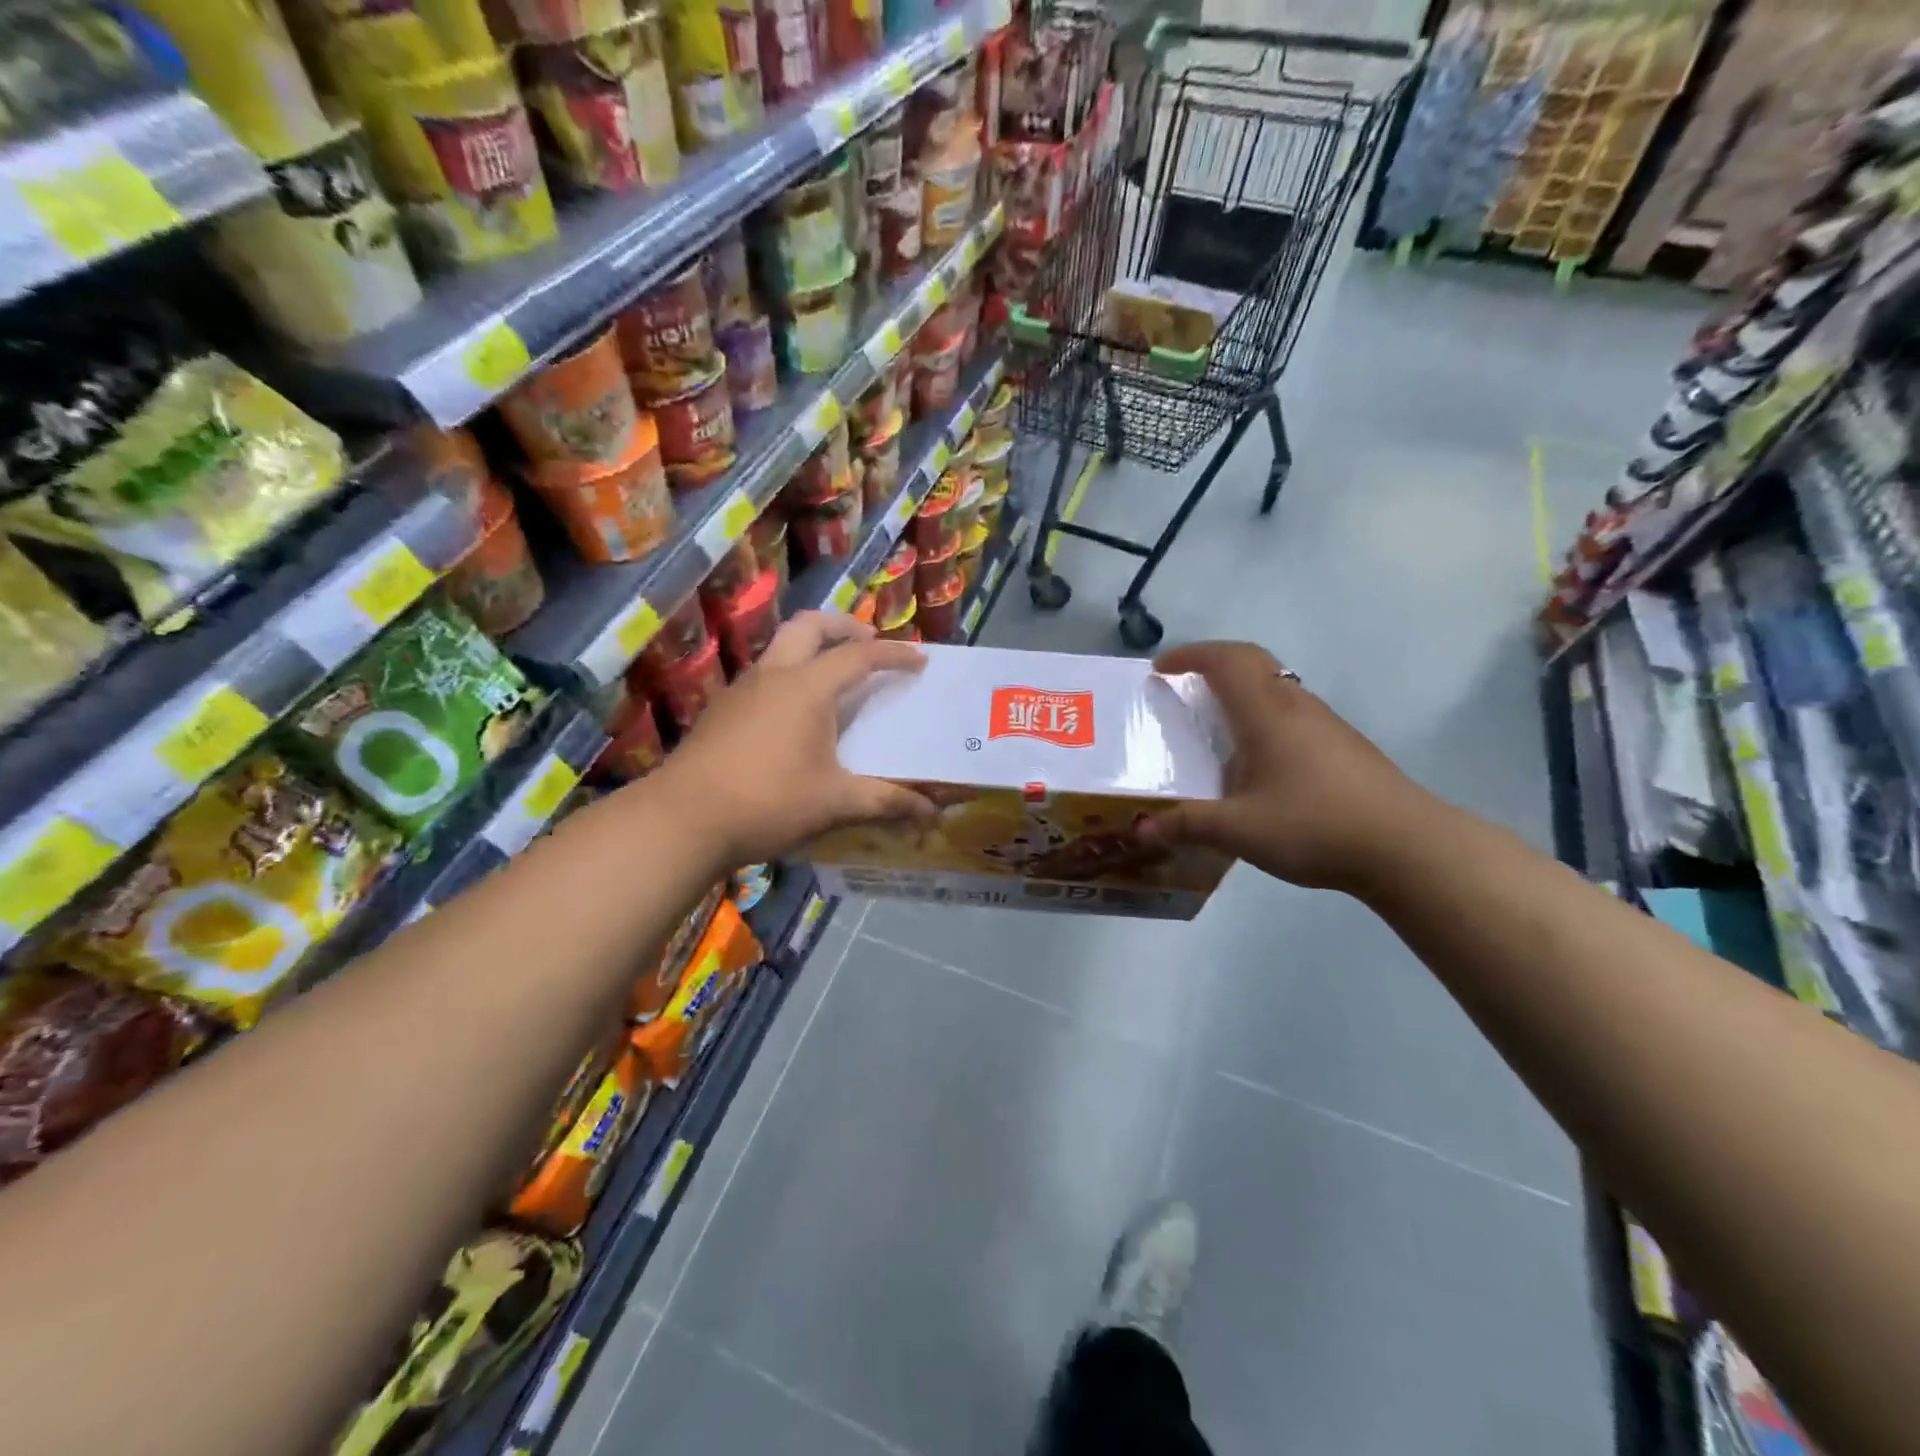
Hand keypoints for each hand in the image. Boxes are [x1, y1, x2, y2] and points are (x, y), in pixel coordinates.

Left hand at [649, 611, 938, 866]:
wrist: (682, 820)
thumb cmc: (768, 802)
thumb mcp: (835, 803)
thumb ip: (886, 802)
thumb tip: (932, 814)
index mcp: (807, 687)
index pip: (859, 656)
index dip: (894, 654)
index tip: (919, 660)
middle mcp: (773, 675)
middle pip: (810, 626)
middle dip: (843, 626)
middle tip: (868, 642)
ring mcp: (741, 690)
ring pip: (780, 648)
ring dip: (811, 648)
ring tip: (833, 676)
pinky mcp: (721, 710)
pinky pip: (763, 676)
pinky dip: (788, 675)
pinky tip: (793, 714)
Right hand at [1141, 641, 1432, 892]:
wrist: (1406, 846)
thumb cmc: (1314, 825)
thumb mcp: (1239, 830)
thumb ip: (1187, 825)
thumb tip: (1141, 829)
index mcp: (1266, 713)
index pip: (1225, 660)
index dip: (1190, 655)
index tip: (1160, 669)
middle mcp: (1295, 705)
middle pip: (1252, 662)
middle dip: (1213, 663)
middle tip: (1183, 685)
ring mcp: (1324, 723)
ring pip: (1275, 686)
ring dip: (1240, 689)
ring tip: (1214, 722)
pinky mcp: (1343, 745)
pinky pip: (1291, 712)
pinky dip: (1262, 715)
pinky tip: (1257, 759)